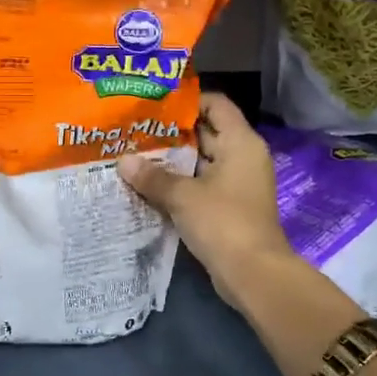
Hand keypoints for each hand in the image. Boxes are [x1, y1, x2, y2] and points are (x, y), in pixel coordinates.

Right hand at [117, 93, 294, 314]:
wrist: (253, 274)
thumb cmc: (223, 222)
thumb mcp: (182, 196)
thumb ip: (152, 176)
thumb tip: (123, 161)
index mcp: (240, 142)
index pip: (215, 105)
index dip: (187, 101)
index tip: (154, 104)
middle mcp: (242, 156)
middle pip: (206, 131)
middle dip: (171, 132)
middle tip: (135, 129)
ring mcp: (237, 182)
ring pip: (201, 160)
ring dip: (172, 159)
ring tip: (135, 154)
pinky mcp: (229, 205)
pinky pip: (202, 183)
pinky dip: (180, 182)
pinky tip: (149, 183)